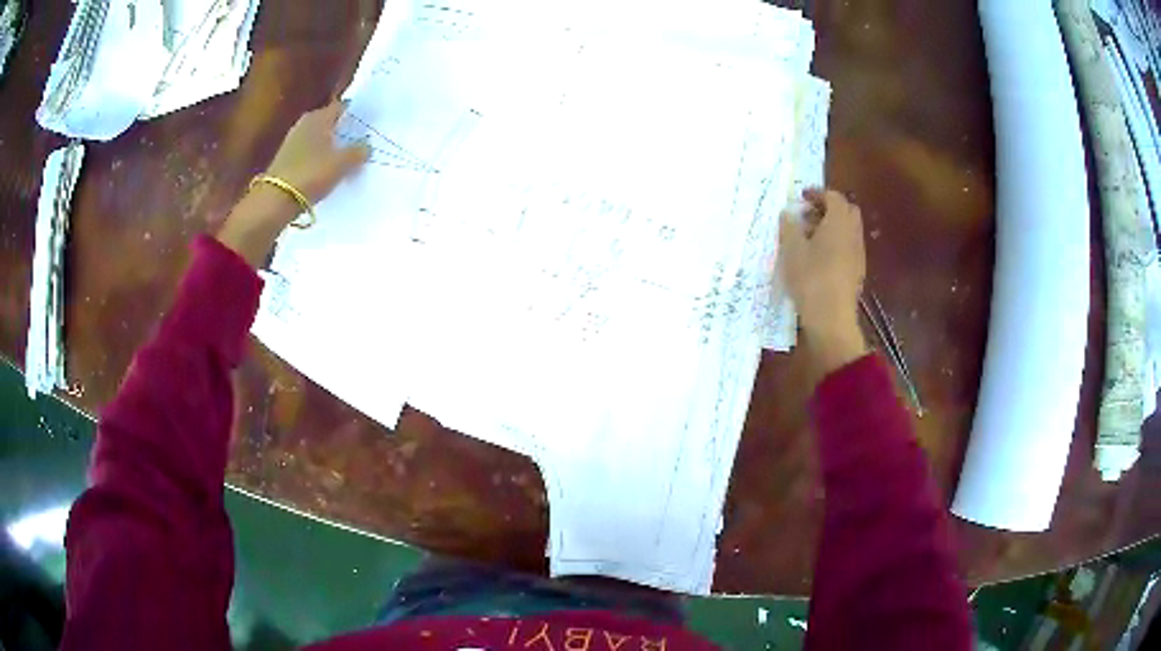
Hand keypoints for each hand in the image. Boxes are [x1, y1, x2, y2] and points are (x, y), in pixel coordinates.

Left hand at [216, 101, 369, 266]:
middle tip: (360, 143)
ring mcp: (292, 142)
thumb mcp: (342, 163)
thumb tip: (366, 146)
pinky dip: (319, 159)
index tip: (368, 125)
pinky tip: (327, 171)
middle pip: (329, 123)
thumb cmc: (311, 174)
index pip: (342, 107)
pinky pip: (309, 154)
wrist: (276, 201)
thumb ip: (358, 151)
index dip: (355, 115)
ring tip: (346, 159)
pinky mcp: (285, 160)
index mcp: (319, 117)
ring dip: (331, 147)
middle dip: (343, 131)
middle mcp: (304, 124)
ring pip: (318, 139)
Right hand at [779, 188, 868, 374]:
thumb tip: (788, 214)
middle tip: (808, 215)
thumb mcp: (791, 250)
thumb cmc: (810, 279)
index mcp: (838, 222)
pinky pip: (848, 246)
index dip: (817, 193)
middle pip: (846, 210)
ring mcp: (858, 253)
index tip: (801, 197)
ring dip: (832, 226)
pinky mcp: (857, 270)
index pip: (833, 196)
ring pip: (848, 229)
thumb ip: (789, 227)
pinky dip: (836, 242)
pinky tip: (820, 257)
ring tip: (810, 237)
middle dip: (828, 207)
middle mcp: (853, 233)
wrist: (831, 319)